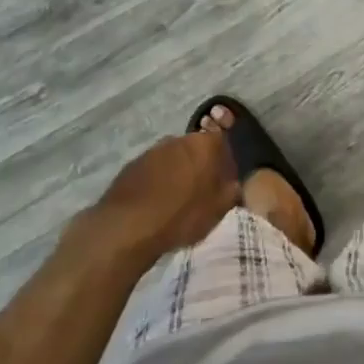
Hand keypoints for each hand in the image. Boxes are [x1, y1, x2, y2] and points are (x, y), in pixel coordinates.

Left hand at [89, 130, 239, 259]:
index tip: (225, 184)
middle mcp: (179, 138)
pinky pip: (154, 170)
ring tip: (178, 201)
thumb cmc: (182, 215)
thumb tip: (235, 184)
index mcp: (205, 144)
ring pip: (174, 159)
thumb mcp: (218, 209)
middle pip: (197, 149)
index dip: (226, 164)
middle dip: (201, 167)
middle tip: (203, 193)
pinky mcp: (133, 165)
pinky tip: (157, 203)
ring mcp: (153, 150)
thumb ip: (232, 192)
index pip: (223, 144)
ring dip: (178, 173)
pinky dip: (158, 181)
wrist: (129, 225)